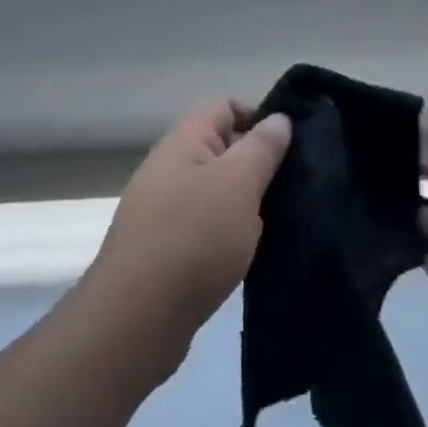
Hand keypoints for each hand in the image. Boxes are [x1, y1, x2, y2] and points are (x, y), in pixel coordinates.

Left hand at [85, 100, 291, 365]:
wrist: (135, 320)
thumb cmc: (193, 237)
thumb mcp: (239, 183)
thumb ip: (262, 146)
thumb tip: (278, 118)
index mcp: (184, 140)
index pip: (226, 106)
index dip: (260, 118)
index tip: (290, 148)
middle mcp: (169, 166)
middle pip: (222, 148)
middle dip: (257, 164)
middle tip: (292, 186)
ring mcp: (162, 208)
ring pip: (215, 189)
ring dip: (244, 202)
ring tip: (277, 221)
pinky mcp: (163, 248)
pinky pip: (204, 224)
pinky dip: (227, 233)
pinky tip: (248, 253)